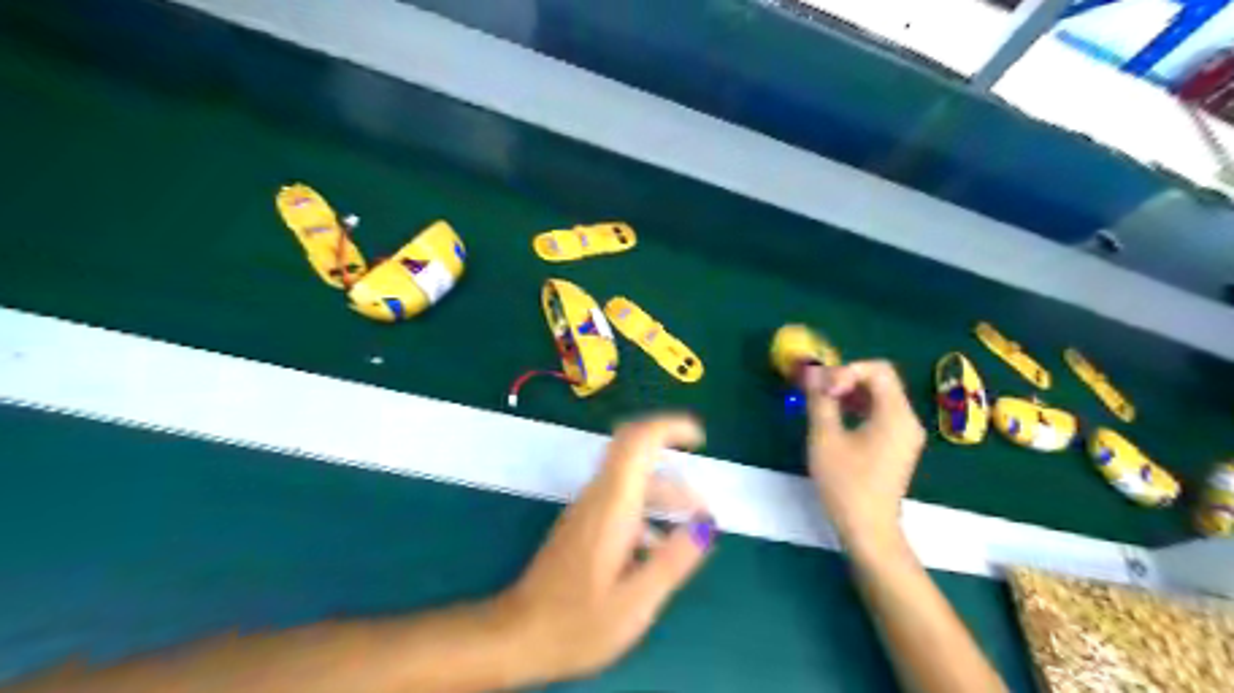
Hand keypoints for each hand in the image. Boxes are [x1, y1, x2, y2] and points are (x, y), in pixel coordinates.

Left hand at [495, 417, 718, 680]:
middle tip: (701, 484)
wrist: (518, 636)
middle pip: (633, 449)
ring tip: (693, 520)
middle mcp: (598, 496)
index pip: (638, 441)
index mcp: (613, 506)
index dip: (670, 428)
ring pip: (629, 476)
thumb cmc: (577, 625)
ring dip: (664, 488)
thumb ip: (674, 560)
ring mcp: (587, 508)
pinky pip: (620, 497)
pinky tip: (661, 544)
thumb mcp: (636, 603)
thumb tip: (706, 522)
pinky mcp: (583, 524)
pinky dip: (648, 506)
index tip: (699, 438)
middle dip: (671, 453)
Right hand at [802, 359, 924, 543]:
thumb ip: (820, 401)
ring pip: (879, 396)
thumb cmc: (846, 484)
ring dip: (850, 392)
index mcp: (896, 414)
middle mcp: (907, 419)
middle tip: (818, 390)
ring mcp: (905, 433)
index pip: (877, 370)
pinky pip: (880, 412)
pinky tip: (835, 417)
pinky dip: (858, 407)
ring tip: (822, 402)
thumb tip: (812, 373)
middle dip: (846, 378)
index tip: (823, 389)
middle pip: (880, 380)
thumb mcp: (825, 438)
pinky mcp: (897, 445)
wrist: (869, 530)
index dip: (846, 370)